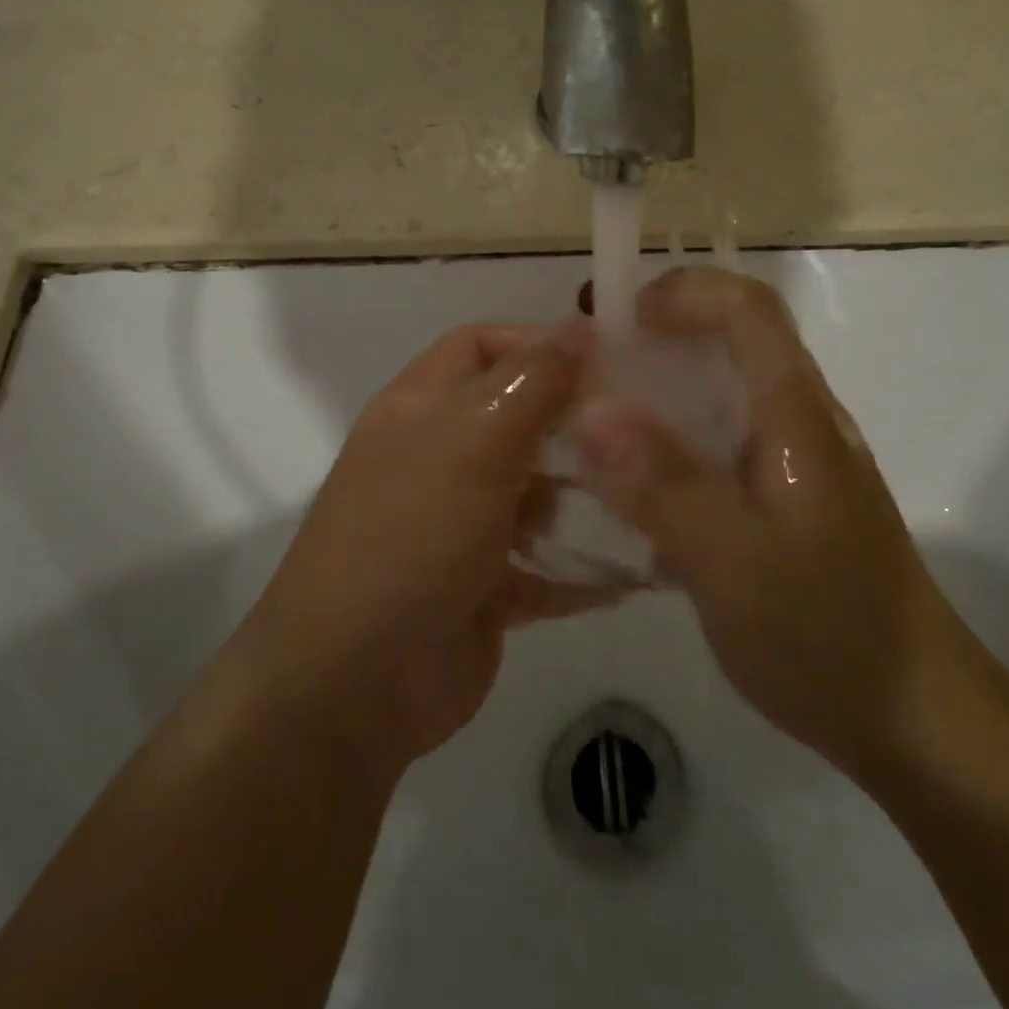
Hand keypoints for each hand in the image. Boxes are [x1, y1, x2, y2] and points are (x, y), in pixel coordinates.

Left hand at [236, 319, 622, 775]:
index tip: (606, 363)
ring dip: (590, 499)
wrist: (354, 683)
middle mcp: (440, 458)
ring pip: (540, 494)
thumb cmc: (411, 535)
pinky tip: (640, 572)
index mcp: (421, 409)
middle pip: (519, 420)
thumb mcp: (472, 441)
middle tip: (646, 437)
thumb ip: (531, 381)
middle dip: (578, 426)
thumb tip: (580, 325)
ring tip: (654, 502)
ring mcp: (462, 526)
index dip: (537, 344)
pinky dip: (586, 567)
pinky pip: (547, 564)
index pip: (480, 346)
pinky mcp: (486, 586)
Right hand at [577, 266, 974, 779]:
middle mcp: (802, 422)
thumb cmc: (828, 635)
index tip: (613, 318)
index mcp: (798, 417)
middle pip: (734, 341)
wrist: (917, 718)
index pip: (747, 309)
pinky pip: (723, 442)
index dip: (681, 292)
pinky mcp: (788, 498)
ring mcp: (798, 462)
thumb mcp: (731, 563)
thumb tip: (593, 414)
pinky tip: (636, 483)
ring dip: (661, 388)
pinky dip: (674, 440)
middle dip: (658, 335)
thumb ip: (662, 484)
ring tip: (595, 421)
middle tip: (587, 366)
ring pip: (725, 393)